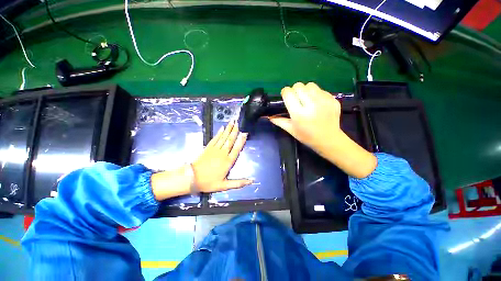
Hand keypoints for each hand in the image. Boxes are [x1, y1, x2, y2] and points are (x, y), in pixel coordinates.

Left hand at [192, 120, 252, 192]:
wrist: (191, 178)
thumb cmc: (208, 182)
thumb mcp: (224, 186)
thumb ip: (238, 183)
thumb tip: (251, 181)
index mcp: (228, 162)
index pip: (236, 149)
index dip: (241, 141)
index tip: (245, 133)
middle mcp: (222, 153)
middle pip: (230, 140)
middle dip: (235, 131)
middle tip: (238, 122)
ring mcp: (215, 149)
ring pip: (223, 137)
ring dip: (228, 129)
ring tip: (232, 121)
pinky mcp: (208, 147)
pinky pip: (215, 138)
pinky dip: (219, 133)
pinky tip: (222, 128)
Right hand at [270, 82, 376, 178]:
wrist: (329, 140)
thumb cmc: (307, 137)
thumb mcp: (291, 130)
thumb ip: (279, 121)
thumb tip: (269, 116)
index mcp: (299, 113)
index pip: (288, 92)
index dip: (285, 92)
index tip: (286, 97)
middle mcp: (311, 105)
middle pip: (299, 86)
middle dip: (295, 90)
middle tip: (296, 99)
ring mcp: (324, 101)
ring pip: (310, 85)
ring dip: (306, 90)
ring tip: (307, 99)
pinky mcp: (333, 100)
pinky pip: (321, 90)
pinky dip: (316, 94)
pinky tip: (317, 103)